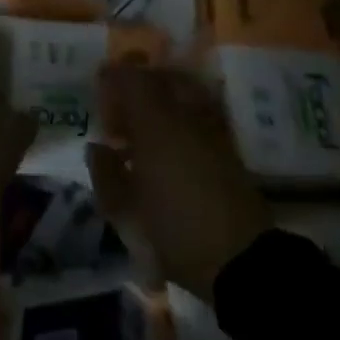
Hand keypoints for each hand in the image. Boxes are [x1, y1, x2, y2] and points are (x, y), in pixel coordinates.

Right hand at [88, 64, 270, 301]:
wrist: (241, 262)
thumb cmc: (175, 231)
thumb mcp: (125, 211)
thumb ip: (105, 174)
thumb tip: (98, 148)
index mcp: (156, 123)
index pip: (131, 78)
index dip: (112, 78)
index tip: (99, 92)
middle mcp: (185, 115)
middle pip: (161, 77)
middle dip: (137, 85)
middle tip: (122, 112)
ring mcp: (211, 129)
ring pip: (184, 92)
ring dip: (161, 100)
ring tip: (144, 131)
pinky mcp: (229, 149)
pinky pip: (200, 114)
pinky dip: (181, 118)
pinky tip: (169, 148)